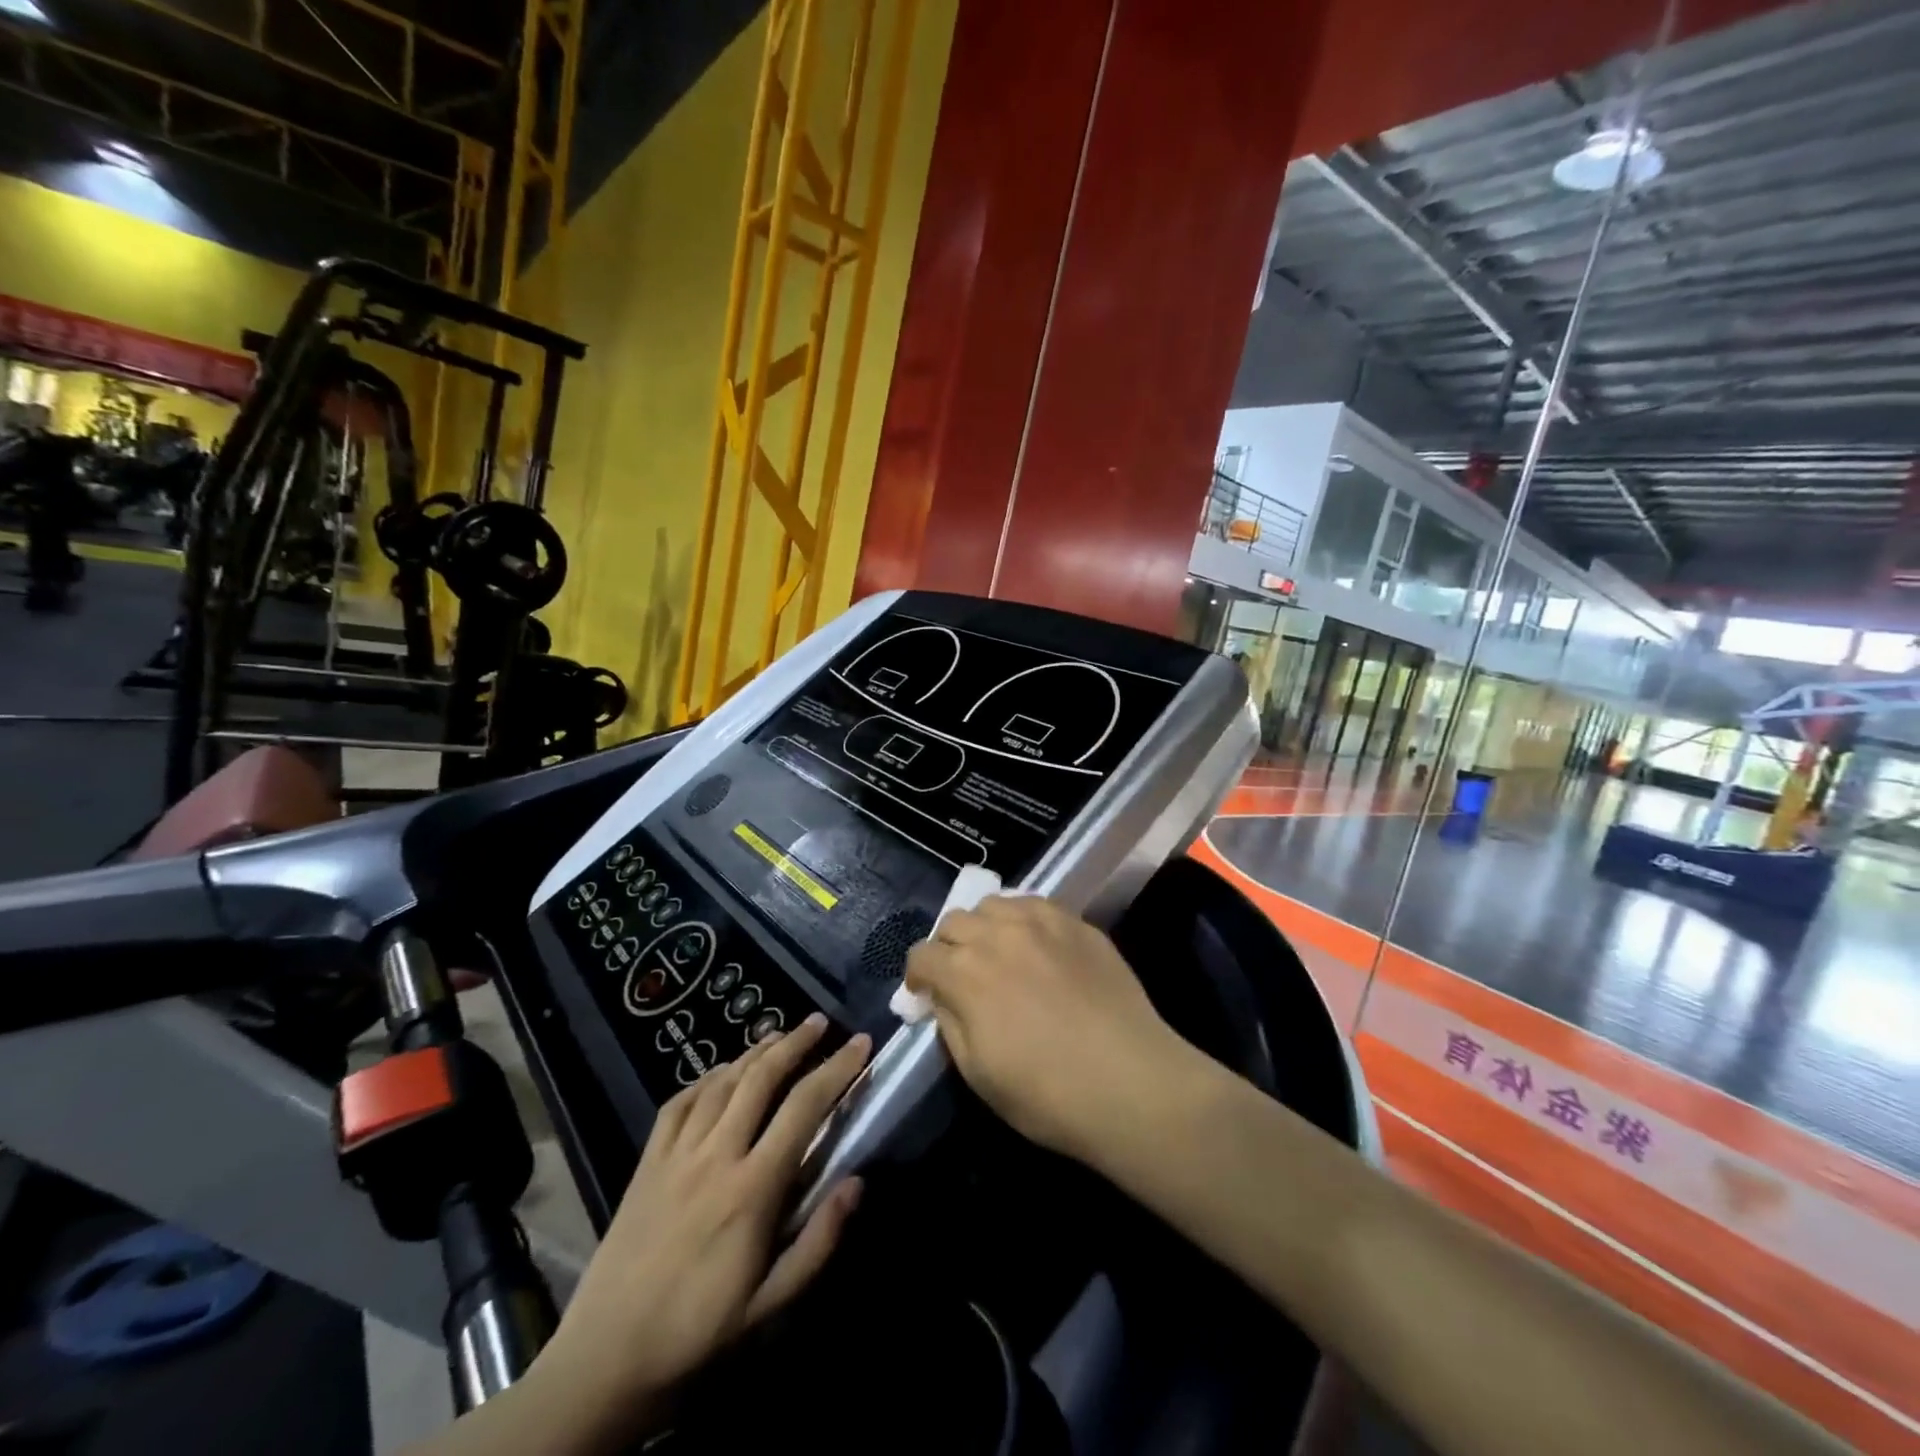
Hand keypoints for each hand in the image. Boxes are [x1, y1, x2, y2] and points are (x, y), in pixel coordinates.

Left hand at [533, 1014, 870, 1445]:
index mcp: (752, 1187)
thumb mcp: (771, 1304)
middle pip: (761, 1078)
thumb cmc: (699, 1332)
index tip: (860, 1043)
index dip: (837, 1069)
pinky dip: (706, 1077)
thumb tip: (857, 1182)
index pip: (804, 1108)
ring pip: (722, 1082)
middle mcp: (716, 1155)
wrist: (605, 1359)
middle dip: (795, 1043)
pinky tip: (721, 1071)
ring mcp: (676, 1154)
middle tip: (820, 1022)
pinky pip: (679, 1103)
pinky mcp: (647, 1162)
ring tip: (779, 1034)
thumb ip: (819, 1241)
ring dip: (754, 1051)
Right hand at [903, 896, 1199, 1164]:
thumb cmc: (1046, 1094)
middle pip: (954, 921)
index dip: (918, 977)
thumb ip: (950, 1023)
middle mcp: (997, 934)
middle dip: (949, 947)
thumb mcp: (977, 1073)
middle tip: (964, 976)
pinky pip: (1035, 904)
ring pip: (994, 904)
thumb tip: (942, 997)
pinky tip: (1037, 946)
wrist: (1130, 1083)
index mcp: (965, 972)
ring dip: (985, 927)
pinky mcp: (1076, 922)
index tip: (927, 996)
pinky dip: (1023, 920)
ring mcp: (1041, 921)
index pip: (922, 955)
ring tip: (1001, 954)